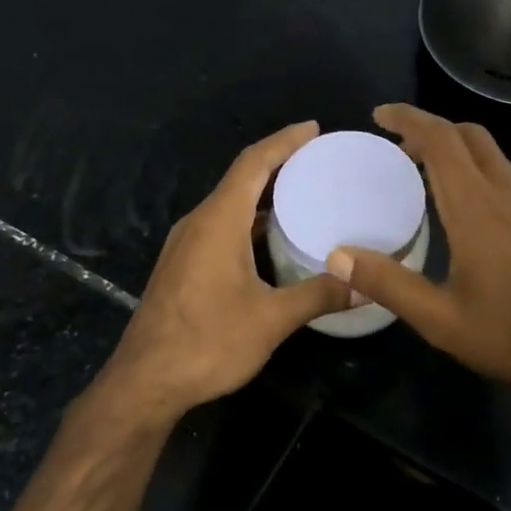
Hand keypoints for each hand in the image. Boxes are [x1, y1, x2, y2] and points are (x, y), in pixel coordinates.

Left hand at [101, 122, 349, 419]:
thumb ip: (319, 296)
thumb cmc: (208, 342)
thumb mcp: (271, 319)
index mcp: (218, 221)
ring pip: (228, 206)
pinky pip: (220, 228)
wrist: (145, 381)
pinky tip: (270, 241)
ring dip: (262, 196)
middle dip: (277, 164)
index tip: (313, 129)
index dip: (284, 142)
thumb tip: (365, 286)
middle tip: (317, 162)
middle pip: (240, 179)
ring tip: (302, 196)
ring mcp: (185, 246)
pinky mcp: (182, 267)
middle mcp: (198, 224)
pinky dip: (248, 222)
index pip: (253, 163)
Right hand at [329, 104, 510, 397]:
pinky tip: (467, 210)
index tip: (380, 114)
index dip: (408, 118)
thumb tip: (339, 255)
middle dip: (431, 128)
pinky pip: (507, 177)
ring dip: (456, 149)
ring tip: (425, 175)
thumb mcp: (442, 320)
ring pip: (492, 155)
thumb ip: (389, 284)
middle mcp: (507, 193)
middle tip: (398, 145)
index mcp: (476, 208)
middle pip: (469, 135)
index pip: (440, 140)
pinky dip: (477, 172)